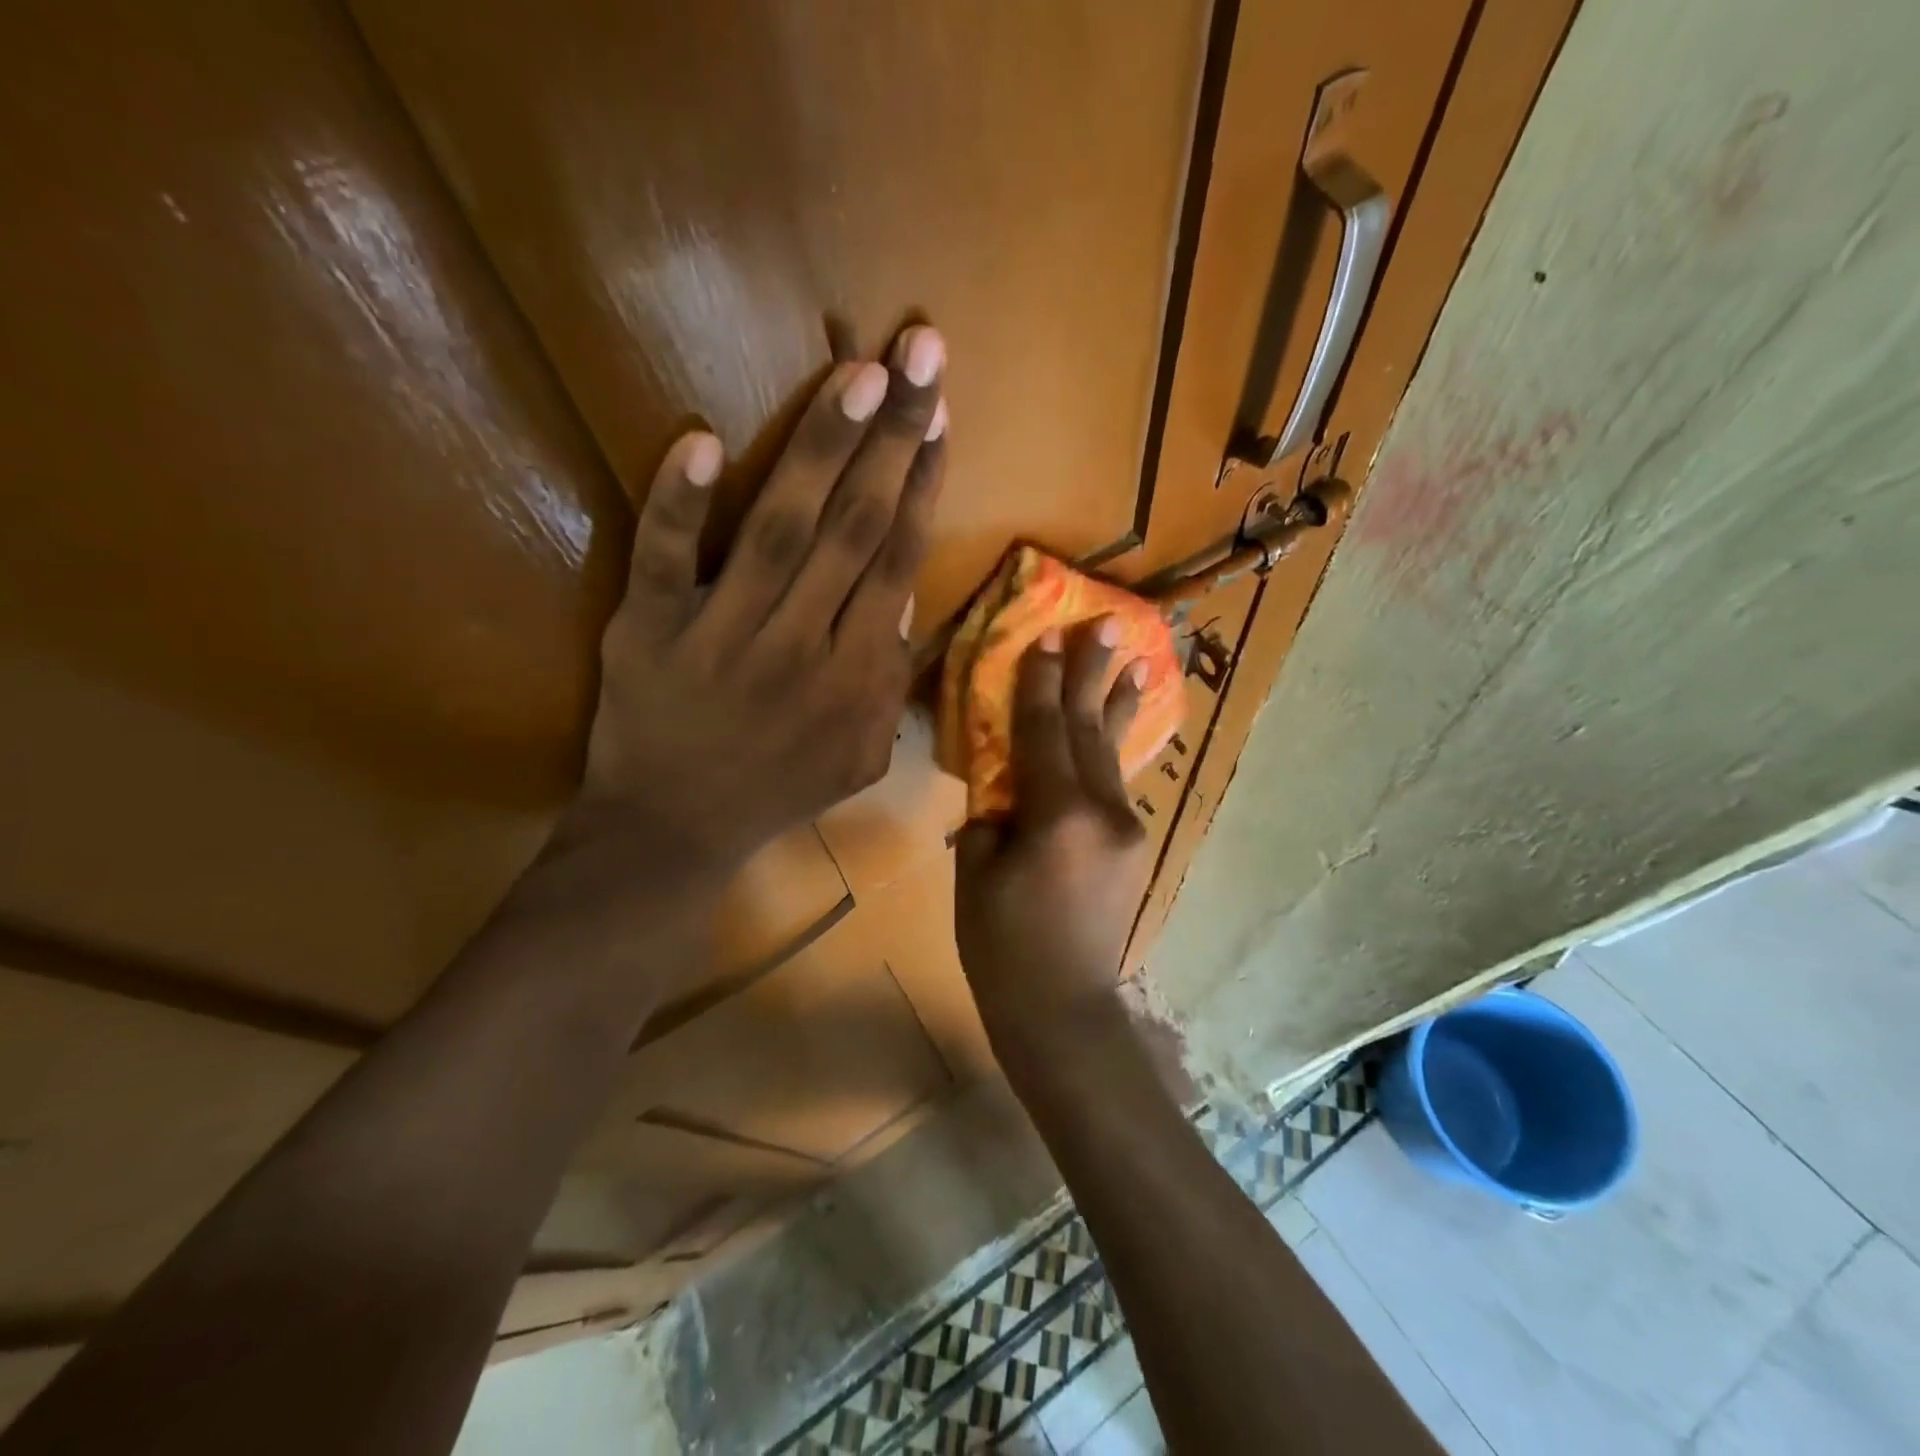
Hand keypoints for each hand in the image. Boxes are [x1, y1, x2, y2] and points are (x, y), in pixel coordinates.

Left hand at [566, 325, 948, 878]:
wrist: (675, 830)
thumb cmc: (777, 789)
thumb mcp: (860, 756)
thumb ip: (891, 684)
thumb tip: (904, 601)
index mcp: (855, 675)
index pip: (897, 560)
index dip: (922, 483)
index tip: (939, 415)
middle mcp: (800, 644)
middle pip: (855, 528)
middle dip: (893, 436)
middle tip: (919, 353)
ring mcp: (721, 633)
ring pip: (779, 529)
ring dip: (821, 448)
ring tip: (857, 374)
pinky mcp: (649, 630)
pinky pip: (664, 560)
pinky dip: (676, 503)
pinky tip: (699, 440)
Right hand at [954, 618, 1151, 1062]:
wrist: (1064, 1012)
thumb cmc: (1003, 950)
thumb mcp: (975, 877)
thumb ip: (989, 820)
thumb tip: (1003, 793)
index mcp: (1055, 816)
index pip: (1043, 732)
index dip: (1041, 682)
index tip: (1048, 636)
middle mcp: (1102, 812)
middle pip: (1089, 730)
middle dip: (1093, 674)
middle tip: (1109, 624)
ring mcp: (1126, 829)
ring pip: (1113, 753)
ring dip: (1119, 704)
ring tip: (1139, 661)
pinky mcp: (1133, 847)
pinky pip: (1116, 784)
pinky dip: (1114, 749)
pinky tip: (1120, 728)